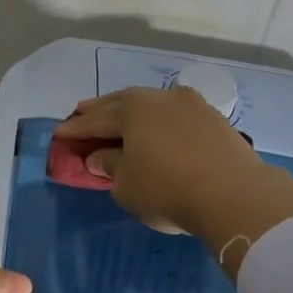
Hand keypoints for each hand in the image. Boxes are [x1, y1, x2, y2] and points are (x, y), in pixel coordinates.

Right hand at [55, 88, 292, 251]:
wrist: (235, 194)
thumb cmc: (167, 189)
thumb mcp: (125, 185)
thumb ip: (108, 165)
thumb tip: (100, 156)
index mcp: (132, 109)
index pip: (95, 119)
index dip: (75, 130)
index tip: (58, 134)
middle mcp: (160, 97)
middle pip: (122, 103)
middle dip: (100, 111)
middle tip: (81, 115)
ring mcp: (192, 104)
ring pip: (152, 105)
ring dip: (133, 113)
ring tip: (120, 121)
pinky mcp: (215, 119)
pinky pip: (176, 115)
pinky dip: (159, 122)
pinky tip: (157, 130)